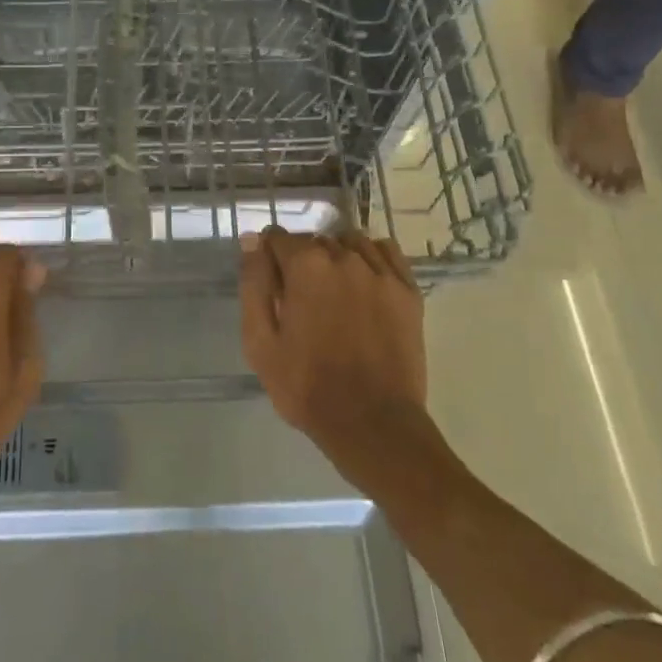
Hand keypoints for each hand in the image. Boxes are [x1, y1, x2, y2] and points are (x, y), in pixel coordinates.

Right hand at [239, 227, 428, 480]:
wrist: (373, 423)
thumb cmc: (306, 386)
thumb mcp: (260, 342)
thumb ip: (254, 284)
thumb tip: (253, 240)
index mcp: (305, 266)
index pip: (278, 238)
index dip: (269, 257)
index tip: (270, 282)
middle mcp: (344, 257)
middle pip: (314, 240)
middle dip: (302, 261)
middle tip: (301, 299)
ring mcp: (380, 272)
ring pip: (350, 243)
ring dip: (336, 256)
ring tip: (333, 291)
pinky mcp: (407, 290)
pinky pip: (386, 251)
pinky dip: (371, 256)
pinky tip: (364, 280)